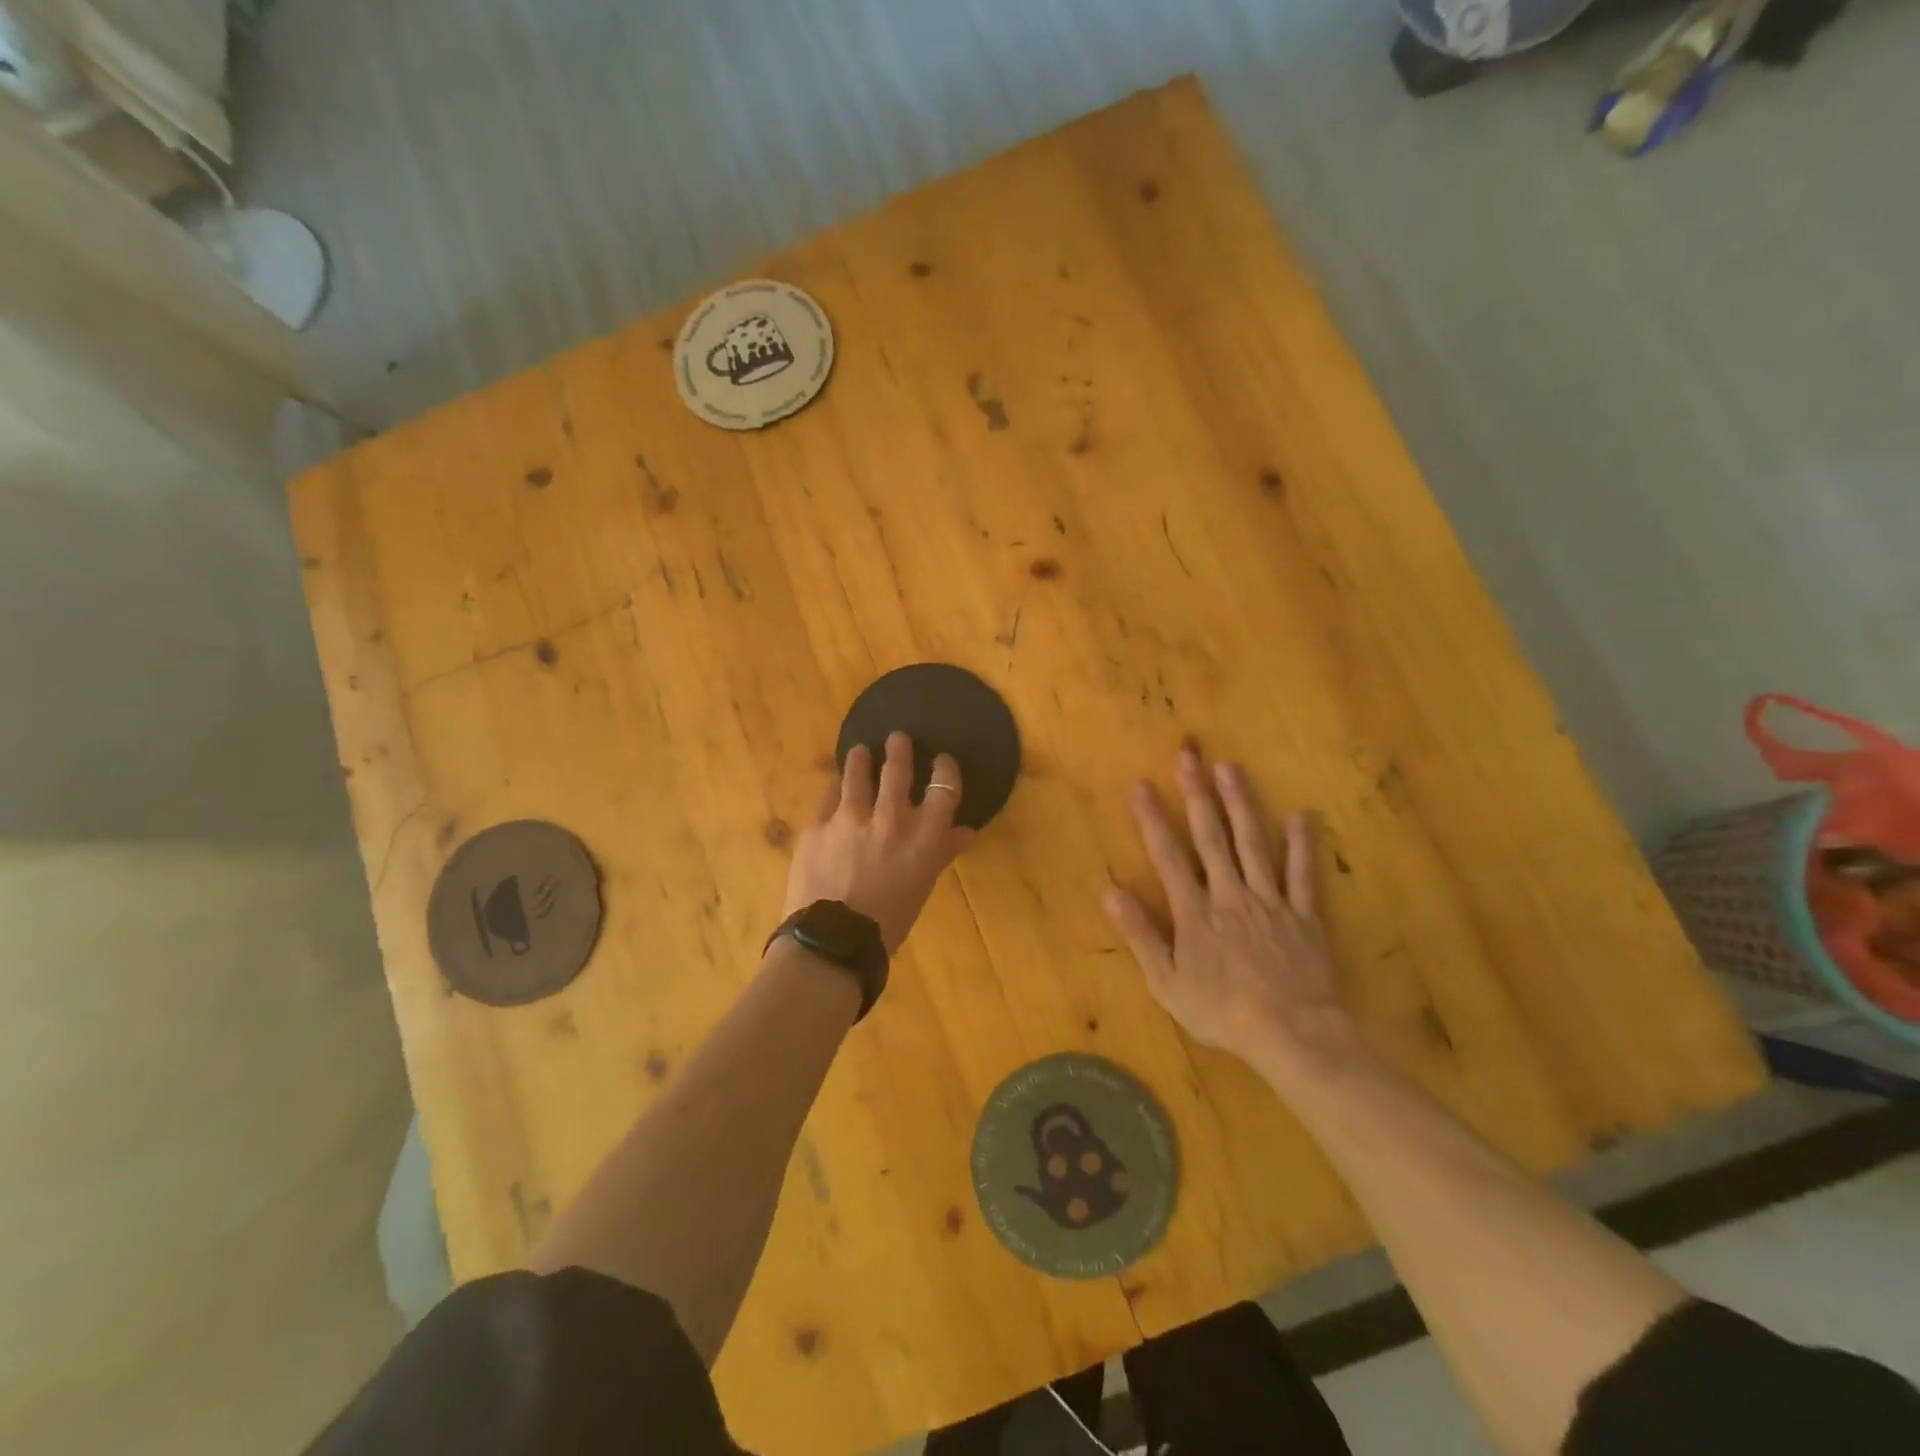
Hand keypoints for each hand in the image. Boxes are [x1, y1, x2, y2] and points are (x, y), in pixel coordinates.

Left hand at [781, 732, 975, 952]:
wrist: (833, 941)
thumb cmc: (888, 923)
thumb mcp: (922, 887)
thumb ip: (941, 853)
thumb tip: (965, 832)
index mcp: (923, 839)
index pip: (945, 790)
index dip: (946, 770)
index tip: (943, 760)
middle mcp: (890, 819)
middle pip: (898, 771)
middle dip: (899, 750)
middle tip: (898, 738)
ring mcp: (850, 818)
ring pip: (857, 774)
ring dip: (861, 759)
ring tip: (861, 751)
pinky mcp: (817, 825)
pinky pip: (827, 795)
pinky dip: (833, 787)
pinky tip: (833, 783)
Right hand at [1103, 747, 1357, 1070]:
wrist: (1290, 1035)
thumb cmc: (1221, 1012)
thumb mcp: (1166, 982)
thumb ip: (1140, 934)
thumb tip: (1110, 891)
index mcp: (1195, 912)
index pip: (1167, 856)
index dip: (1151, 819)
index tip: (1139, 785)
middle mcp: (1230, 895)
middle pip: (1211, 837)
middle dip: (1196, 794)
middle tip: (1188, 756)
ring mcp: (1270, 901)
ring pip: (1253, 844)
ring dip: (1240, 804)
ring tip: (1230, 768)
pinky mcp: (1303, 915)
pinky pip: (1302, 875)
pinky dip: (1301, 845)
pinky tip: (1300, 815)